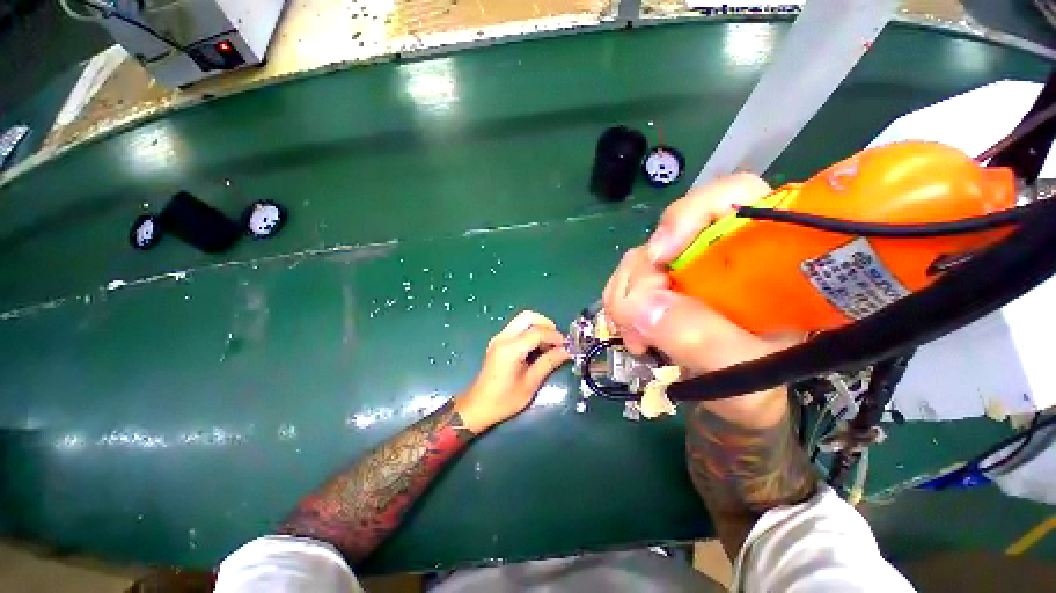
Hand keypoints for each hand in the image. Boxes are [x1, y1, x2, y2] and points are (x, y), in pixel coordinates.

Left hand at [454, 311, 570, 432]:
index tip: (566, 346)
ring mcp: (499, 338)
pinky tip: (537, 348)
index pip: (537, 332)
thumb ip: (549, 363)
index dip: (554, 336)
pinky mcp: (498, 342)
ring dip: (538, 327)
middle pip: (528, 317)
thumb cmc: (504, 400)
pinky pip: (517, 328)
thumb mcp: (530, 383)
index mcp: (510, 348)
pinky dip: (530, 332)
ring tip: (549, 346)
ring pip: (522, 320)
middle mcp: (503, 338)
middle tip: (557, 341)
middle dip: (546, 324)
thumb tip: (566, 351)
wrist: (478, 406)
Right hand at [604, 174, 801, 426]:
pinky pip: (628, 280)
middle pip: (668, 234)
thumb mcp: (746, 370)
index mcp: (763, 257)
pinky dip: (620, 304)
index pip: (732, 196)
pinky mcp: (663, 284)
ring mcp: (686, 268)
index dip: (689, 215)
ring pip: (641, 258)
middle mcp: (719, 252)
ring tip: (635, 339)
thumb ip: (703, 339)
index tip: (660, 257)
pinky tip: (629, 332)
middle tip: (637, 323)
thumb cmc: (765, 385)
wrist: (745, 396)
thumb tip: (640, 306)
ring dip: (626, 295)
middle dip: (643, 276)